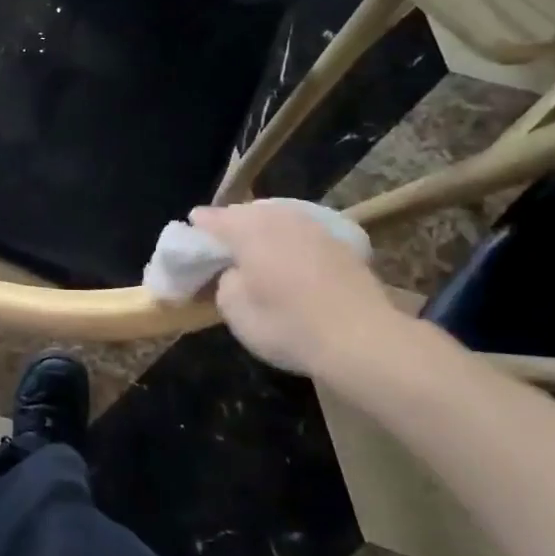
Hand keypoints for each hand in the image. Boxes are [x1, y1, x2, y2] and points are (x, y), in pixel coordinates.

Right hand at [188, 201, 411, 378]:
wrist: (365, 340)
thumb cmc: (288, 324)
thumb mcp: (234, 309)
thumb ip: (224, 281)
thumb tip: (233, 271)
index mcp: (247, 228)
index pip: (211, 218)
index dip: (197, 230)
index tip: (189, 244)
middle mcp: (279, 216)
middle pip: (245, 215)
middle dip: (231, 230)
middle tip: (223, 255)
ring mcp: (314, 226)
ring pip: (277, 222)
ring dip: (264, 236)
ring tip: (257, 259)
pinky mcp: (341, 243)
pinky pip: (302, 236)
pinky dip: (291, 246)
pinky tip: (292, 267)